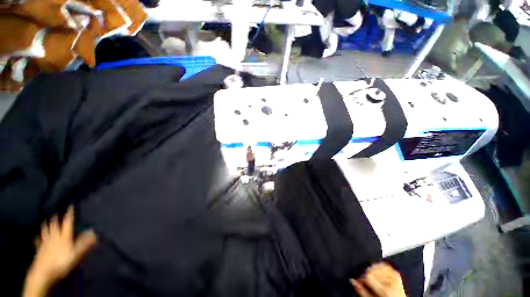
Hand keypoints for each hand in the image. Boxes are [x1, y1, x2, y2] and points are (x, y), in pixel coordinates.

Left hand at [24, 206, 96, 296]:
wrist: (44, 272)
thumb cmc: (61, 262)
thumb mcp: (75, 254)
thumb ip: (84, 243)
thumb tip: (93, 232)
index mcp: (64, 236)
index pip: (67, 222)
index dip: (69, 214)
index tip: (70, 206)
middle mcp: (54, 236)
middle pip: (54, 225)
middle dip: (55, 218)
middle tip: (55, 213)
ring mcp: (45, 242)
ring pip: (45, 230)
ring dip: (45, 224)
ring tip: (45, 220)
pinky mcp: (39, 248)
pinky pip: (38, 240)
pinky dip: (38, 237)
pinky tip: (36, 236)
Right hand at [350, 263, 405, 296]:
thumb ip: (362, 291)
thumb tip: (351, 280)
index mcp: (388, 290)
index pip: (368, 276)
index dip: (361, 278)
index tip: (359, 282)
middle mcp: (393, 281)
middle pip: (371, 270)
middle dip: (366, 275)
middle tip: (367, 283)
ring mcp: (395, 275)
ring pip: (376, 266)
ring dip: (371, 271)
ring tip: (372, 279)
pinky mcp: (395, 272)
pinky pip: (382, 264)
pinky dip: (377, 268)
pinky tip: (377, 274)